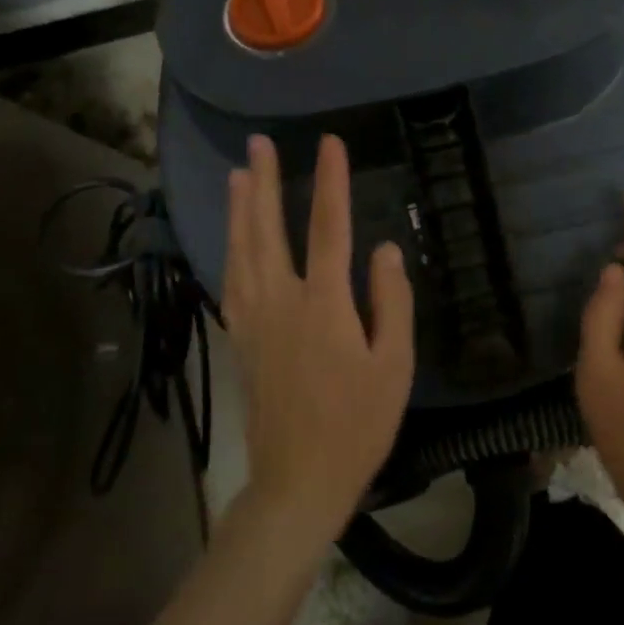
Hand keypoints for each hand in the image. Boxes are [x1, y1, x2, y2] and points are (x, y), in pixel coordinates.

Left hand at [223, 133, 414, 545]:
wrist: (298, 481)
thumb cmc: (358, 424)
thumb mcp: (395, 366)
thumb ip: (391, 302)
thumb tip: (384, 249)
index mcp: (323, 305)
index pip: (328, 228)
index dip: (330, 182)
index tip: (330, 144)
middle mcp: (281, 302)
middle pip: (267, 229)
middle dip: (263, 182)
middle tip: (258, 144)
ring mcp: (253, 321)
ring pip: (240, 251)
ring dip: (239, 210)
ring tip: (237, 175)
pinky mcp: (240, 340)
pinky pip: (230, 282)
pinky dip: (228, 251)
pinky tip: (231, 240)